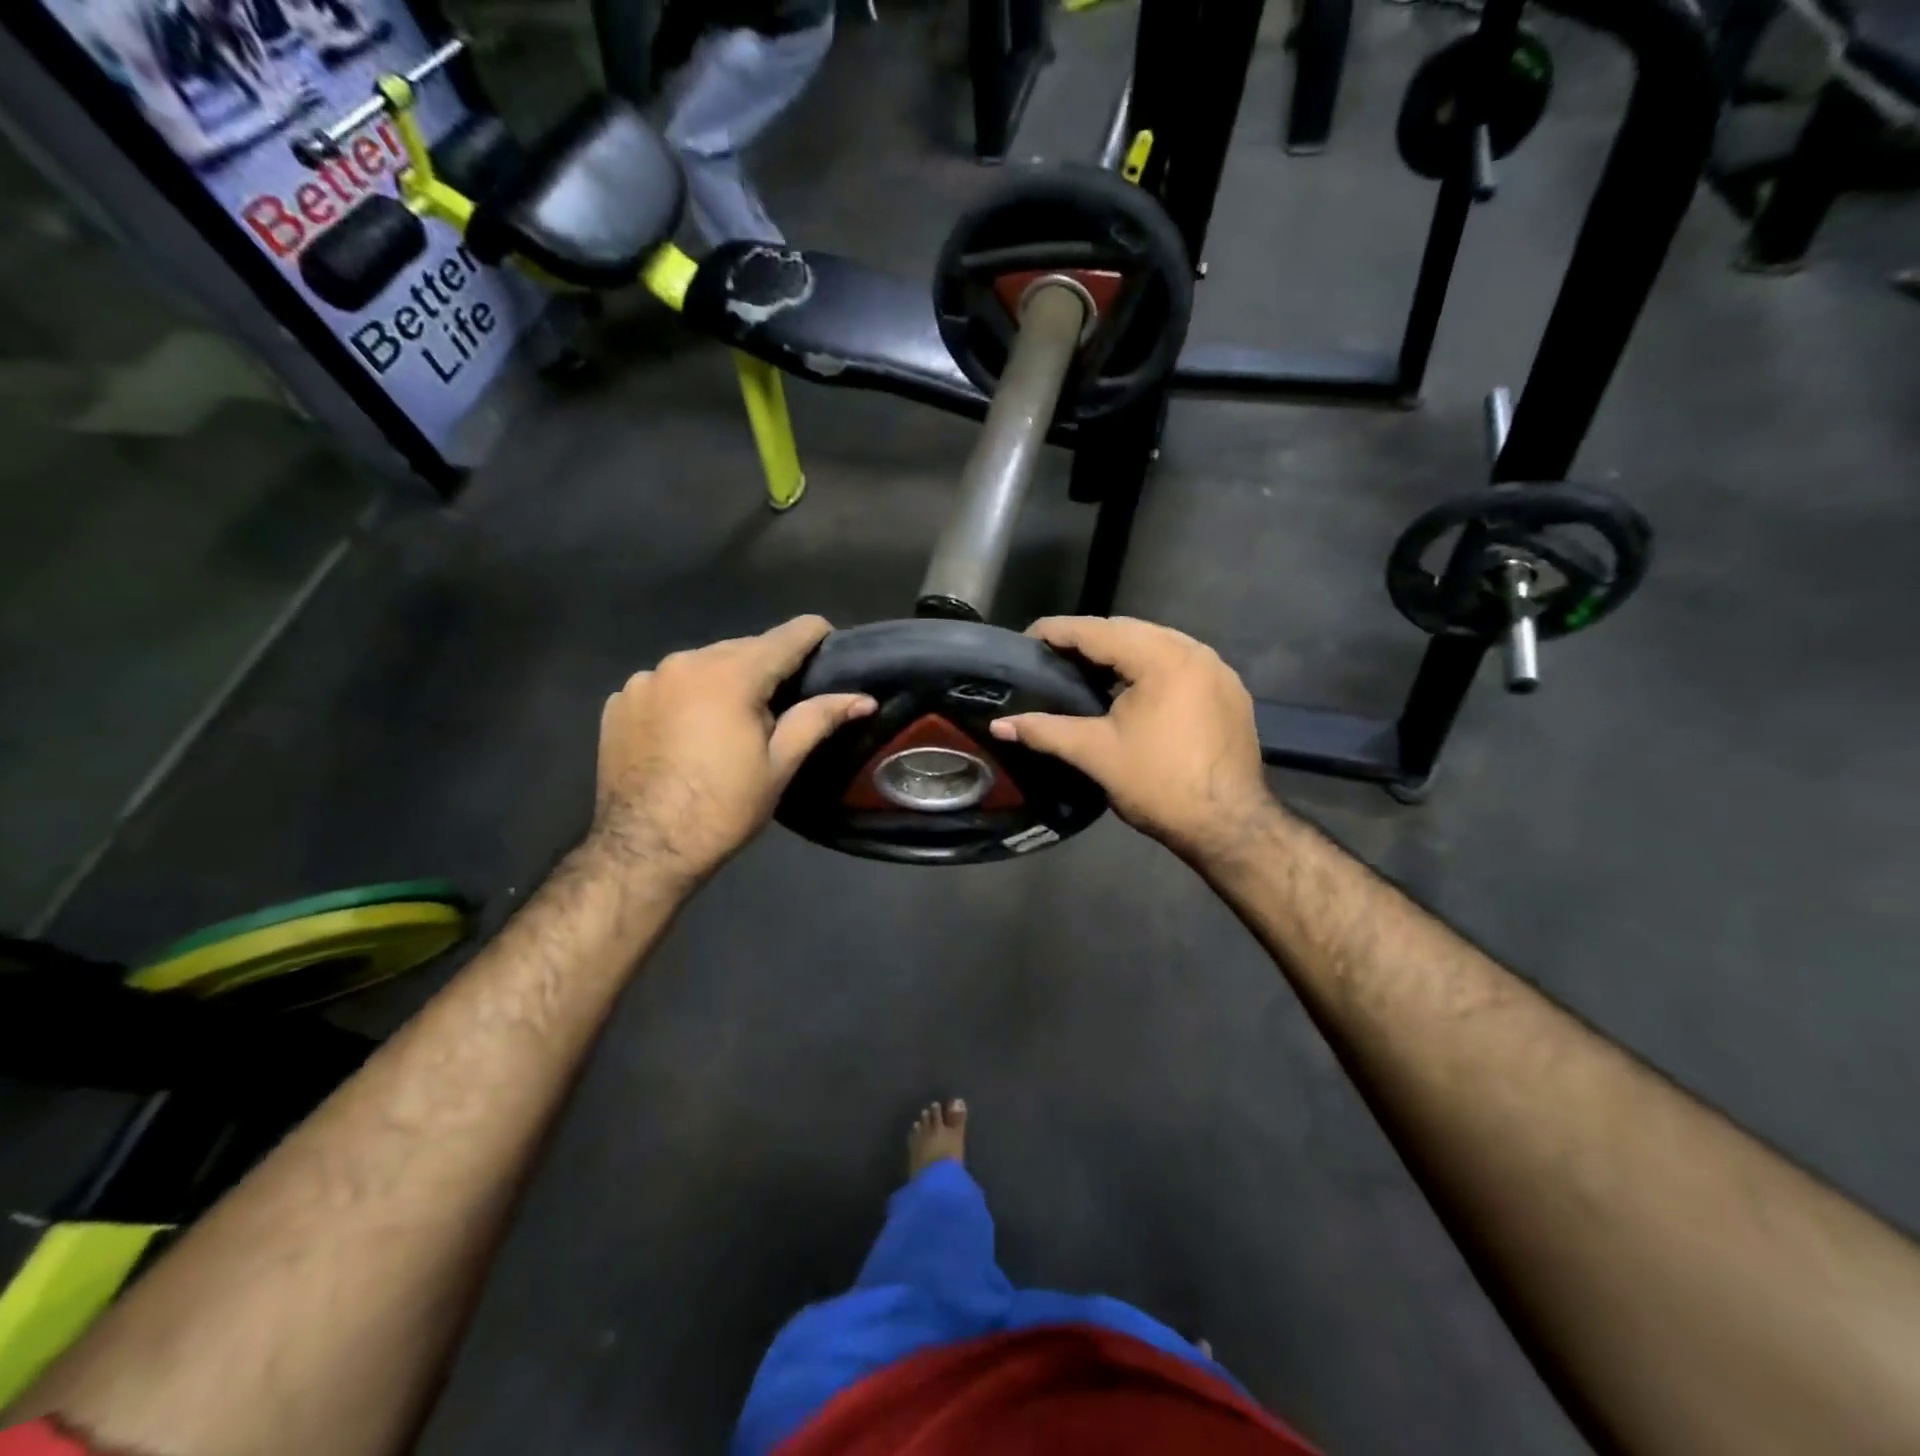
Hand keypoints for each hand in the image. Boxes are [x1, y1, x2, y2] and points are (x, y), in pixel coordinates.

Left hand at [590, 616, 873, 883]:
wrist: (643, 849)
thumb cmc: (724, 807)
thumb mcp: (780, 764)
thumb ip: (819, 719)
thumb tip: (864, 699)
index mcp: (731, 674)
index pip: (787, 635)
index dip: (815, 636)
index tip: (829, 647)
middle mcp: (685, 662)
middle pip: (743, 648)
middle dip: (767, 667)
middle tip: (781, 704)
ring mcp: (645, 680)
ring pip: (702, 665)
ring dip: (723, 681)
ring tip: (730, 722)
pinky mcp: (618, 701)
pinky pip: (665, 685)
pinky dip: (684, 697)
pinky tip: (686, 733)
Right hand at [990, 616, 1275, 863]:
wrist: (1229, 825)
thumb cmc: (1158, 785)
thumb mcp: (1095, 754)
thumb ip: (1044, 731)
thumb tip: (998, 725)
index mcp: (1161, 658)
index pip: (1097, 630)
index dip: (1057, 631)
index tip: (1026, 639)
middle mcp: (1194, 651)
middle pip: (1130, 630)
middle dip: (1088, 639)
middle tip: (1052, 658)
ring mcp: (1218, 669)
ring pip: (1158, 644)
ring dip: (1121, 651)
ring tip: (1086, 671)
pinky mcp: (1230, 690)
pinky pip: (1181, 663)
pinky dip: (1151, 666)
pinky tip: (1132, 689)